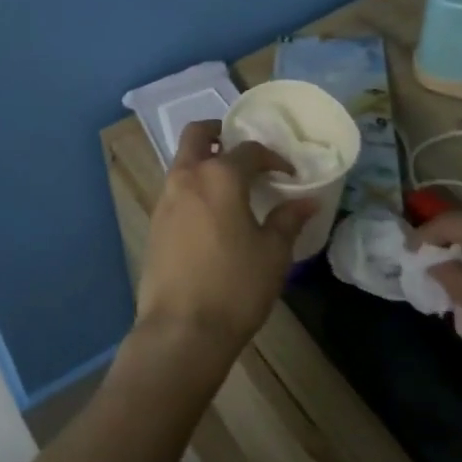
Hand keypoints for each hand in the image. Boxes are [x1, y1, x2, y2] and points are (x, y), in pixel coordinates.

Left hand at [135, 121, 313, 360]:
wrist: (181, 328)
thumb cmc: (235, 286)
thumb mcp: (273, 254)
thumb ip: (288, 220)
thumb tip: (307, 201)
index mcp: (219, 176)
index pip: (249, 150)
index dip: (273, 158)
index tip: (289, 174)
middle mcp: (187, 176)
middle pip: (197, 134)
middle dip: (219, 133)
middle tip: (242, 149)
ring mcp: (165, 198)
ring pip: (183, 161)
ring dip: (204, 160)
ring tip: (231, 184)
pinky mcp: (154, 221)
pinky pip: (175, 188)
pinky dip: (193, 186)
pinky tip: (212, 212)